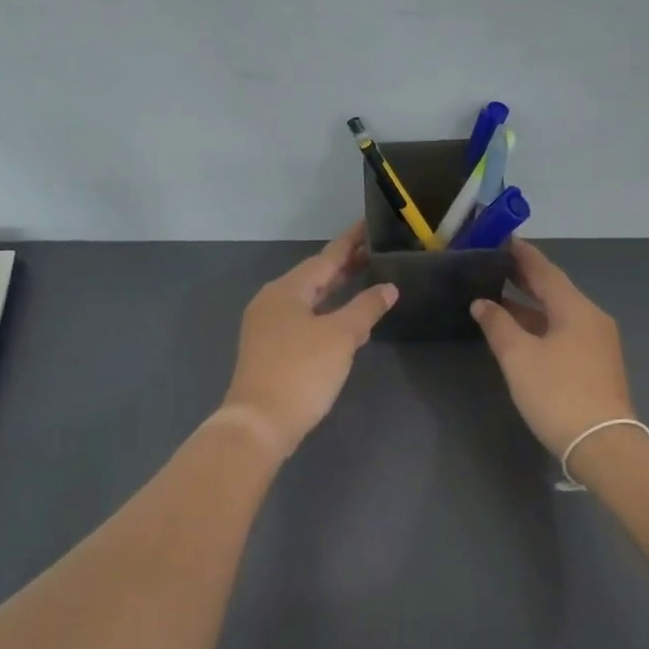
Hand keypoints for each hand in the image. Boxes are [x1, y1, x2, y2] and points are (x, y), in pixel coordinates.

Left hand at [220, 224, 398, 459]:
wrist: (260, 423)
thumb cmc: (302, 371)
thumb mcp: (341, 337)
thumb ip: (366, 308)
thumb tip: (388, 288)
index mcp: (287, 289)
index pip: (326, 257)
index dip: (350, 242)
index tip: (369, 226)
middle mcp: (272, 301)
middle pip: (314, 276)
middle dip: (344, 266)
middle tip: (374, 253)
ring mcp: (267, 326)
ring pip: (308, 299)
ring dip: (336, 290)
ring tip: (364, 280)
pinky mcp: (269, 349)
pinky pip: (302, 319)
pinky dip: (325, 313)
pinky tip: (343, 321)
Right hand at [470, 240, 636, 457]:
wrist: (601, 444)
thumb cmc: (557, 393)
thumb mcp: (519, 357)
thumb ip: (498, 325)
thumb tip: (482, 303)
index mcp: (575, 309)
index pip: (545, 271)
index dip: (523, 255)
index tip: (503, 239)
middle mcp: (591, 319)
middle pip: (554, 290)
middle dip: (525, 278)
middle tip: (495, 265)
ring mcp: (598, 343)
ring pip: (559, 313)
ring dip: (530, 305)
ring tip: (499, 297)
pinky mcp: (596, 365)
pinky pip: (564, 332)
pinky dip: (540, 325)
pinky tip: (521, 331)